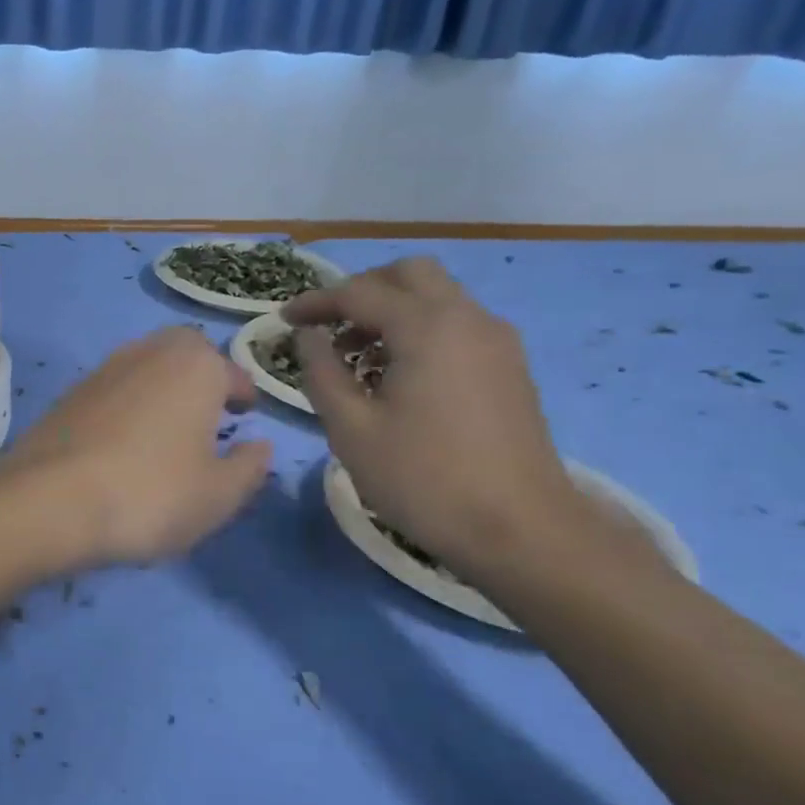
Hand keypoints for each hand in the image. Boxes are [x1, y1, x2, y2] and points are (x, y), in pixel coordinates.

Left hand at [10, 327, 270, 565]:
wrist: (49, 500)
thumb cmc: (151, 493)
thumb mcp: (218, 495)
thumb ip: (248, 467)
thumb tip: (258, 446)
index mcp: (194, 366)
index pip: (231, 371)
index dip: (242, 394)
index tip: (245, 415)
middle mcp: (146, 353)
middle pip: (182, 351)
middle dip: (199, 375)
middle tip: (207, 414)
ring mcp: (101, 370)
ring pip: (143, 367)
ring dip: (159, 389)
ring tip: (165, 431)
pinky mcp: (67, 395)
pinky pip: (110, 391)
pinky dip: (124, 407)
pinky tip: (122, 444)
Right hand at [283, 258, 581, 576]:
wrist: (520, 530)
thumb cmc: (423, 478)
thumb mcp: (351, 428)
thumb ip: (321, 372)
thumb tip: (308, 336)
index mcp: (427, 327)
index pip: (359, 292)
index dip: (315, 302)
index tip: (283, 321)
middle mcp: (468, 318)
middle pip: (410, 275)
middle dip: (362, 290)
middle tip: (328, 327)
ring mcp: (496, 342)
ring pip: (437, 297)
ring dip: (391, 310)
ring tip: (356, 357)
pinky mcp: (509, 367)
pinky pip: (456, 324)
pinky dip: (419, 330)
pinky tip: (396, 376)